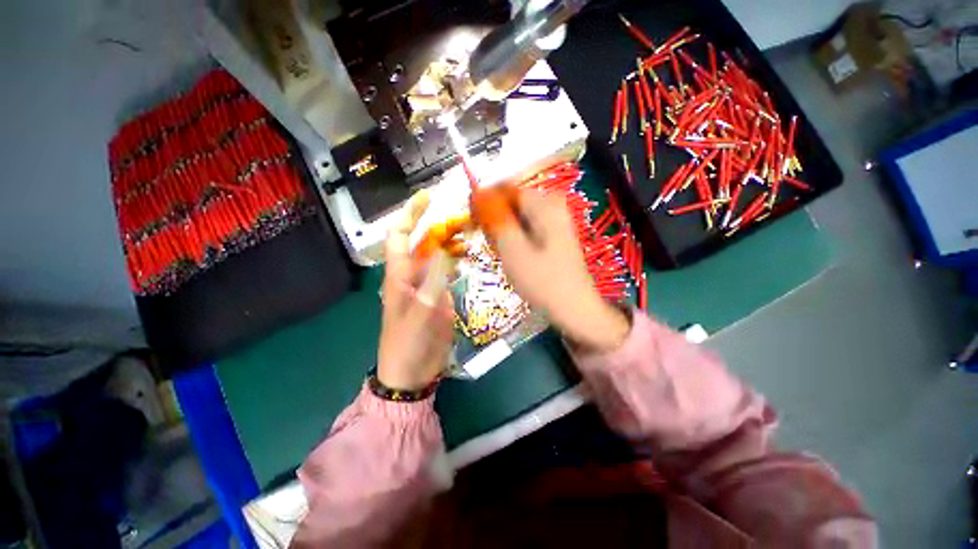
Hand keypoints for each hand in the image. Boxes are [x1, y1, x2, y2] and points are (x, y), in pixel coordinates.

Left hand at [378, 191, 454, 390]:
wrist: (412, 371)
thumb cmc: (409, 341)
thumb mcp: (423, 309)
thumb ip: (435, 278)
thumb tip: (446, 246)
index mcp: (399, 274)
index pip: (401, 235)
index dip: (411, 214)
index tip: (427, 196)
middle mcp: (412, 274)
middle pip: (424, 242)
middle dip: (439, 225)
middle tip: (462, 215)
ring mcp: (427, 285)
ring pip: (438, 255)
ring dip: (451, 242)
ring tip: (470, 231)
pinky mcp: (439, 296)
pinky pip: (447, 271)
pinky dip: (456, 260)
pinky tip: (468, 255)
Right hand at [490, 192, 629, 352]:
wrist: (575, 309)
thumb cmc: (543, 282)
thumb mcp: (513, 250)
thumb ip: (494, 219)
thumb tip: (478, 193)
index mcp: (545, 204)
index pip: (504, 189)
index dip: (484, 203)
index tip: (471, 223)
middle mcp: (552, 206)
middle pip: (511, 203)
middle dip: (495, 221)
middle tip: (491, 246)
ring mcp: (555, 221)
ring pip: (516, 217)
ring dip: (503, 233)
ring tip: (503, 255)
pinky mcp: (554, 235)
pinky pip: (526, 228)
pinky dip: (514, 240)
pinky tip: (514, 257)